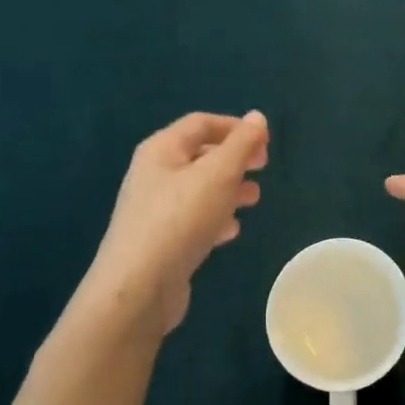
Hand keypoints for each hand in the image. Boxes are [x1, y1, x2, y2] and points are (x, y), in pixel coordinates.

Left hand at [86, 111, 268, 335]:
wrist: (138, 288)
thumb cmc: (180, 219)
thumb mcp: (218, 174)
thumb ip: (241, 144)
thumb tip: (257, 117)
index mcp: (162, 150)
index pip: (201, 123)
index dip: (235, 127)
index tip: (265, 142)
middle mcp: (154, 174)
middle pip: (200, 155)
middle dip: (234, 159)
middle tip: (263, 168)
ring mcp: (154, 210)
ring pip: (199, 189)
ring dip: (229, 189)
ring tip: (254, 200)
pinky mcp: (160, 241)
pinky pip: (192, 219)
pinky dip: (215, 218)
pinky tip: (231, 231)